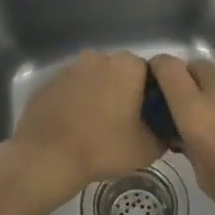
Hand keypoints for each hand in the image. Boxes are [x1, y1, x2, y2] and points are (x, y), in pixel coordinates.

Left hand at [2, 50, 163, 209]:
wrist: (47, 157)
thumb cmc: (103, 148)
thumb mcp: (147, 149)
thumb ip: (164, 134)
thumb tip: (167, 131)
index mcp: (127, 66)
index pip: (150, 73)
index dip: (151, 95)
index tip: (149, 116)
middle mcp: (99, 57)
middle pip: (120, 72)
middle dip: (124, 91)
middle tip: (125, 122)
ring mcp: (70, 67)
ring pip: (93, 78)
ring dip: (98, 94)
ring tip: (97, 125)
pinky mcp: (49, 82)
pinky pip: (71, 88)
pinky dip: (75, 100)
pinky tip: (74, 125)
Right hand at [148, 54, 214, 214]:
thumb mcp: (207, 178)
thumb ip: (190, 145)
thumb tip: (185, 132)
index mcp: (196, 111)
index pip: (167, 67)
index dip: (158, 71)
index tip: (157, 87)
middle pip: (194, 66)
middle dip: (187, 81)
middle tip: (189, 108)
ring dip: (213, 88)